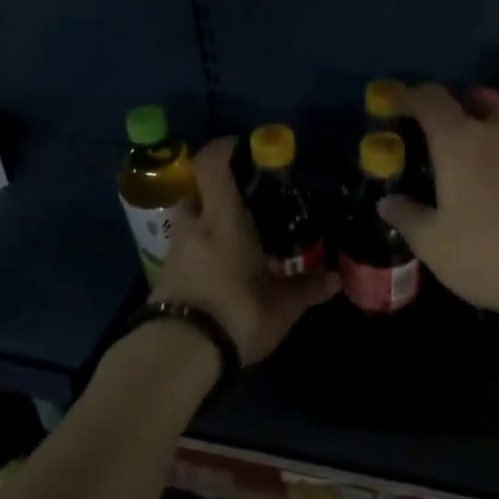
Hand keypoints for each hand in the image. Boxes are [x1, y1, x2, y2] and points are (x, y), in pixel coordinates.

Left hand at [152, 138, 338, 363]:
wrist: (179, 353)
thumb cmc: (237, 312)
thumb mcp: (281, 305)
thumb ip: (307, 289)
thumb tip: (336, 280)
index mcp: (222, 220)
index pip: (210, 167)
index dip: (220, 149)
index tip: (235, 145)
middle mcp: (193, 229)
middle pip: (192, 194)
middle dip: (209, 192)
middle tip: (236, 201)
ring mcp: (173, 255)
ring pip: (185, 225)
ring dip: (202, 225)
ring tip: (230, 241)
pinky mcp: (163, 281)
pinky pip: (182, 253)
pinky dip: (197, 254)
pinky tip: (217, 273)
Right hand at [376, 84, 498, 318]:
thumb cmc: (487, 253)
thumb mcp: (433, 242)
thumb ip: (407, 216)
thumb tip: (387, 201)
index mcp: (458, 140)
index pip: (430, 99)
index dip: (410, 97)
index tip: (396, 105)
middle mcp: (496, 133)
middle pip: (473, 101)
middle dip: (452, 108)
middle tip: (434, 133)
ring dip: (481, 132)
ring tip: (465, 163)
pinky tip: (495, 189)